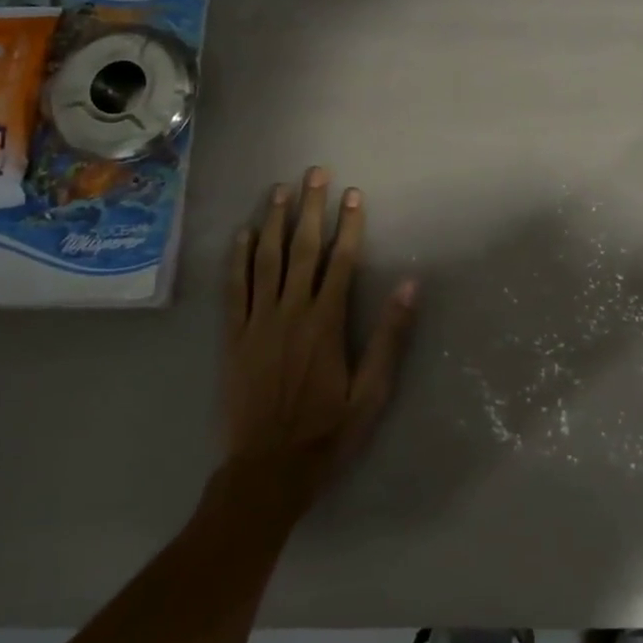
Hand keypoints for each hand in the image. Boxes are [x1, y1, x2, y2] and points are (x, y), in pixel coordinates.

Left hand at [223, 167, 415, 491]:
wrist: (267, 470)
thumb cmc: (327, 432)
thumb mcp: (372, 392)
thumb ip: (389, 337)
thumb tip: (409, 286)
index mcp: (326, 323)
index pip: (340, 261)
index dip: (349, 225)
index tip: (354, 194)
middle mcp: (290, 312)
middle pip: (302, 249)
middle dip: (311, 208)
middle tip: (315, 173)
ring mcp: (257, 322)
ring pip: (266, 260)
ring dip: (275, 222)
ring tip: (281, 190)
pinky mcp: (233, 336)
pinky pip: (234, 288)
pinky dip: (238, 258)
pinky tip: (243, 234)